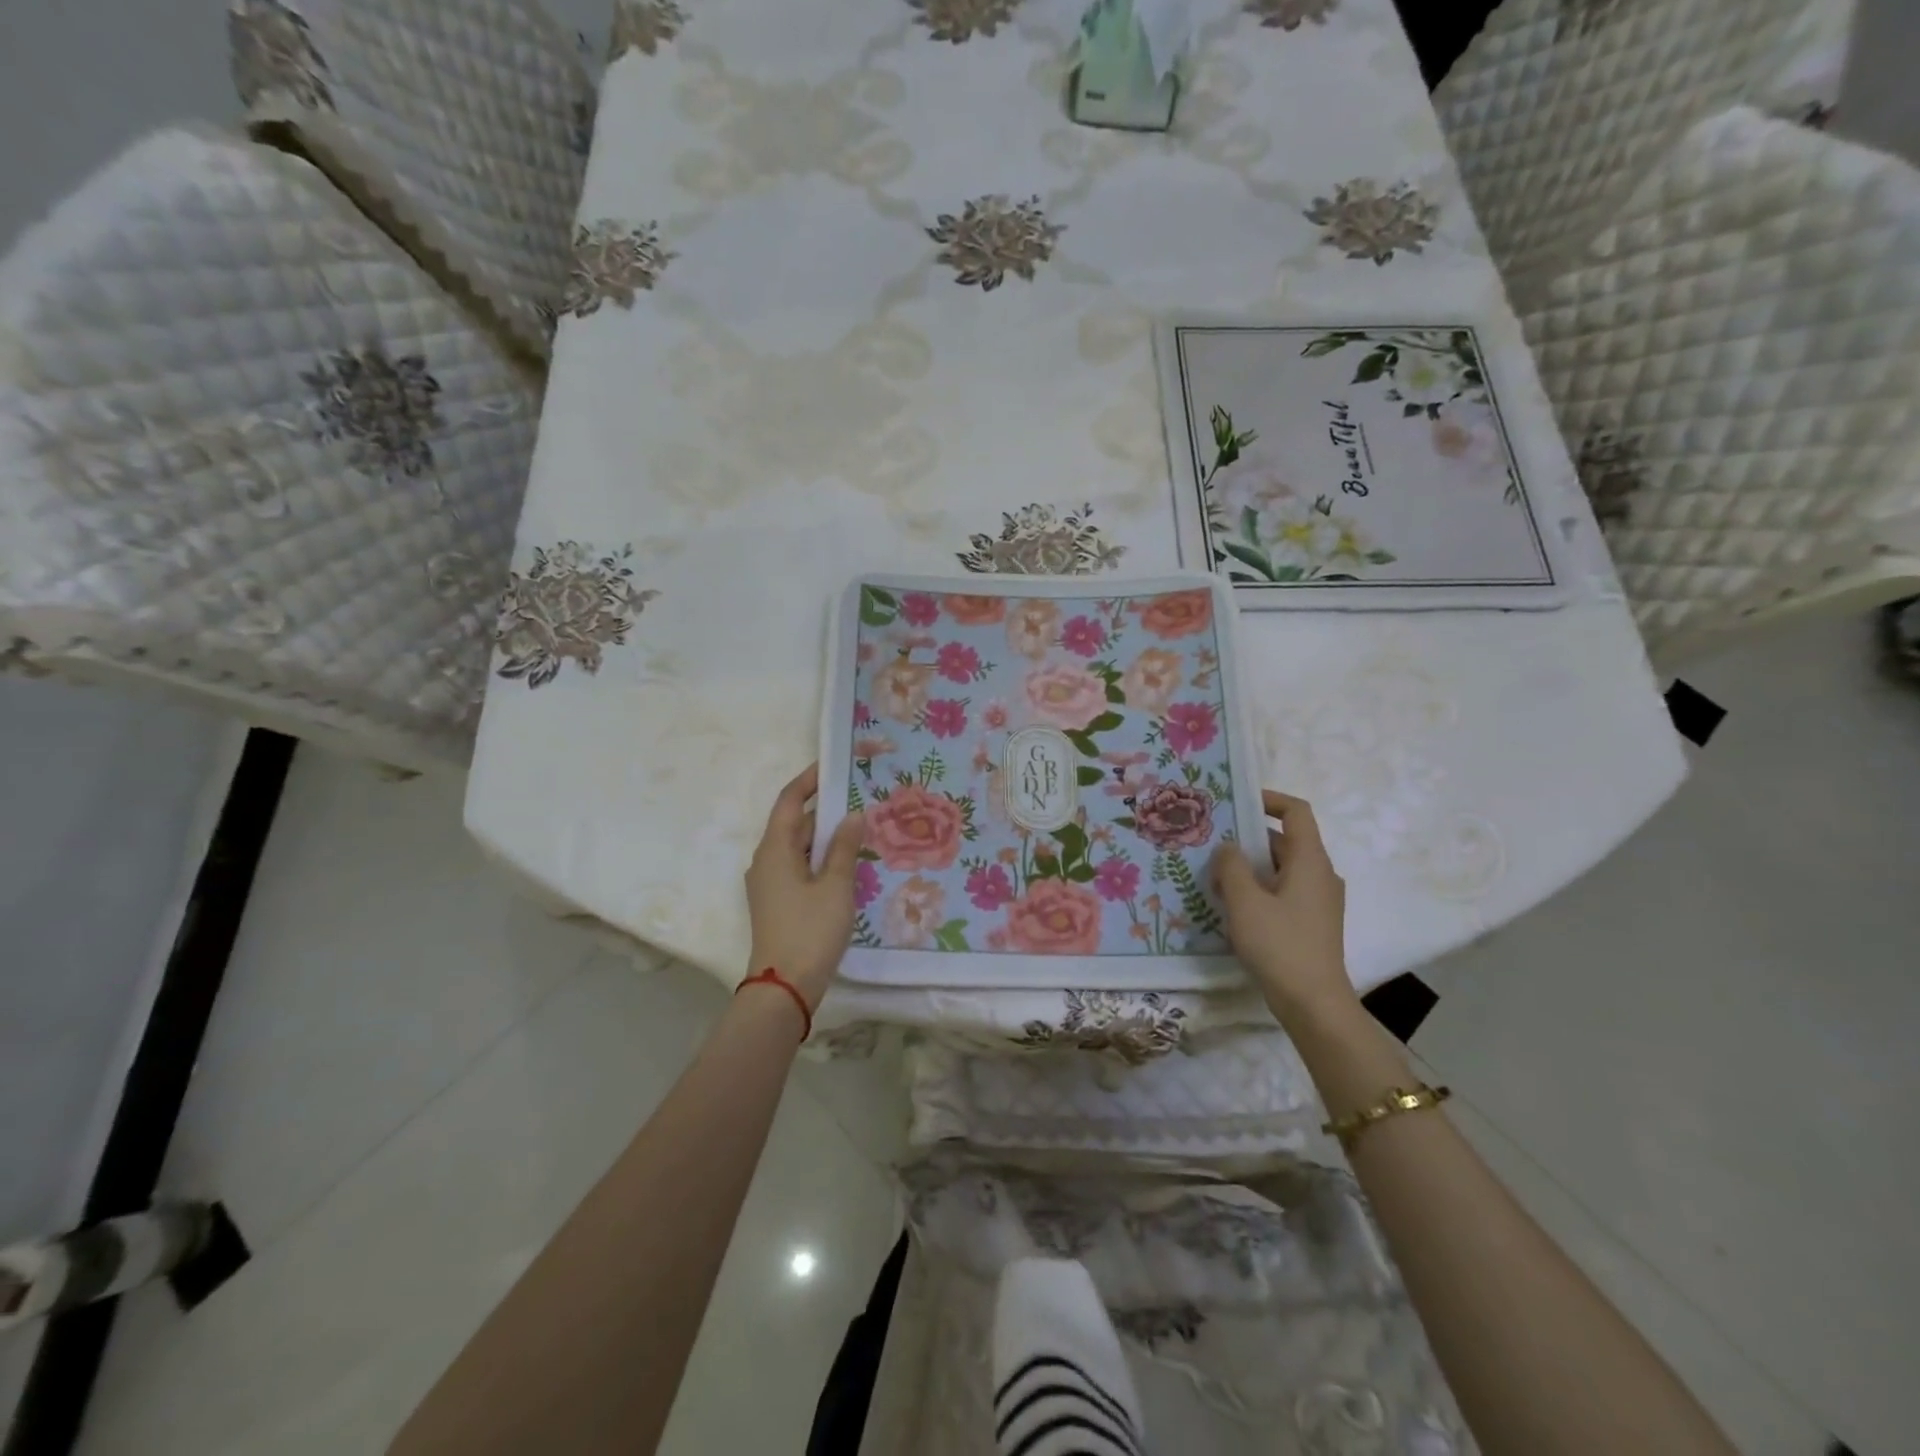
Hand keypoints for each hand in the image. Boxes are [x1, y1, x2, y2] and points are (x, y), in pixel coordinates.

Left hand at [745, 763, 866, 1009]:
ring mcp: (769, 883)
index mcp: (774, 849)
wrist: (784, 987)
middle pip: (792, 823)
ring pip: (797, 847)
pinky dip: (819, 858)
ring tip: (858, 827)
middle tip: (858, 798)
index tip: (832, 766)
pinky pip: (798, 867)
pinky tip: (845, 863)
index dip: (808, 781)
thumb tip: (852, 815)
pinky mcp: (777, 902)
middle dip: (822, 809)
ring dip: (823, 836)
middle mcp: (765, 861)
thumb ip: (844, 847)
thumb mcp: (835, 886)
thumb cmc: (810, 930)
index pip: (789, 801)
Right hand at [1211, 789, 1355, 1024]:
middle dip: (1248, 839)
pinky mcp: (1312, 923)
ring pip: (1282, 868)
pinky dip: (1259, 888)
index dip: (1269, 799)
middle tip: (1212, 843)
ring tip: (1214, 875)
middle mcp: (1320, 874)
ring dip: (1250, 867)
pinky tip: (1233, 906)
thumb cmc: (1280, 945)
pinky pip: (1284, 891)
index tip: (1237, 802)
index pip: (1297, 812)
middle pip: (1285, 840)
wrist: (1314, 1004)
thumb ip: (1231, 866)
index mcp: (1310, 861)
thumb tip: (1228, 847)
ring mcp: (1319, 901)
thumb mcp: (1245, 901)